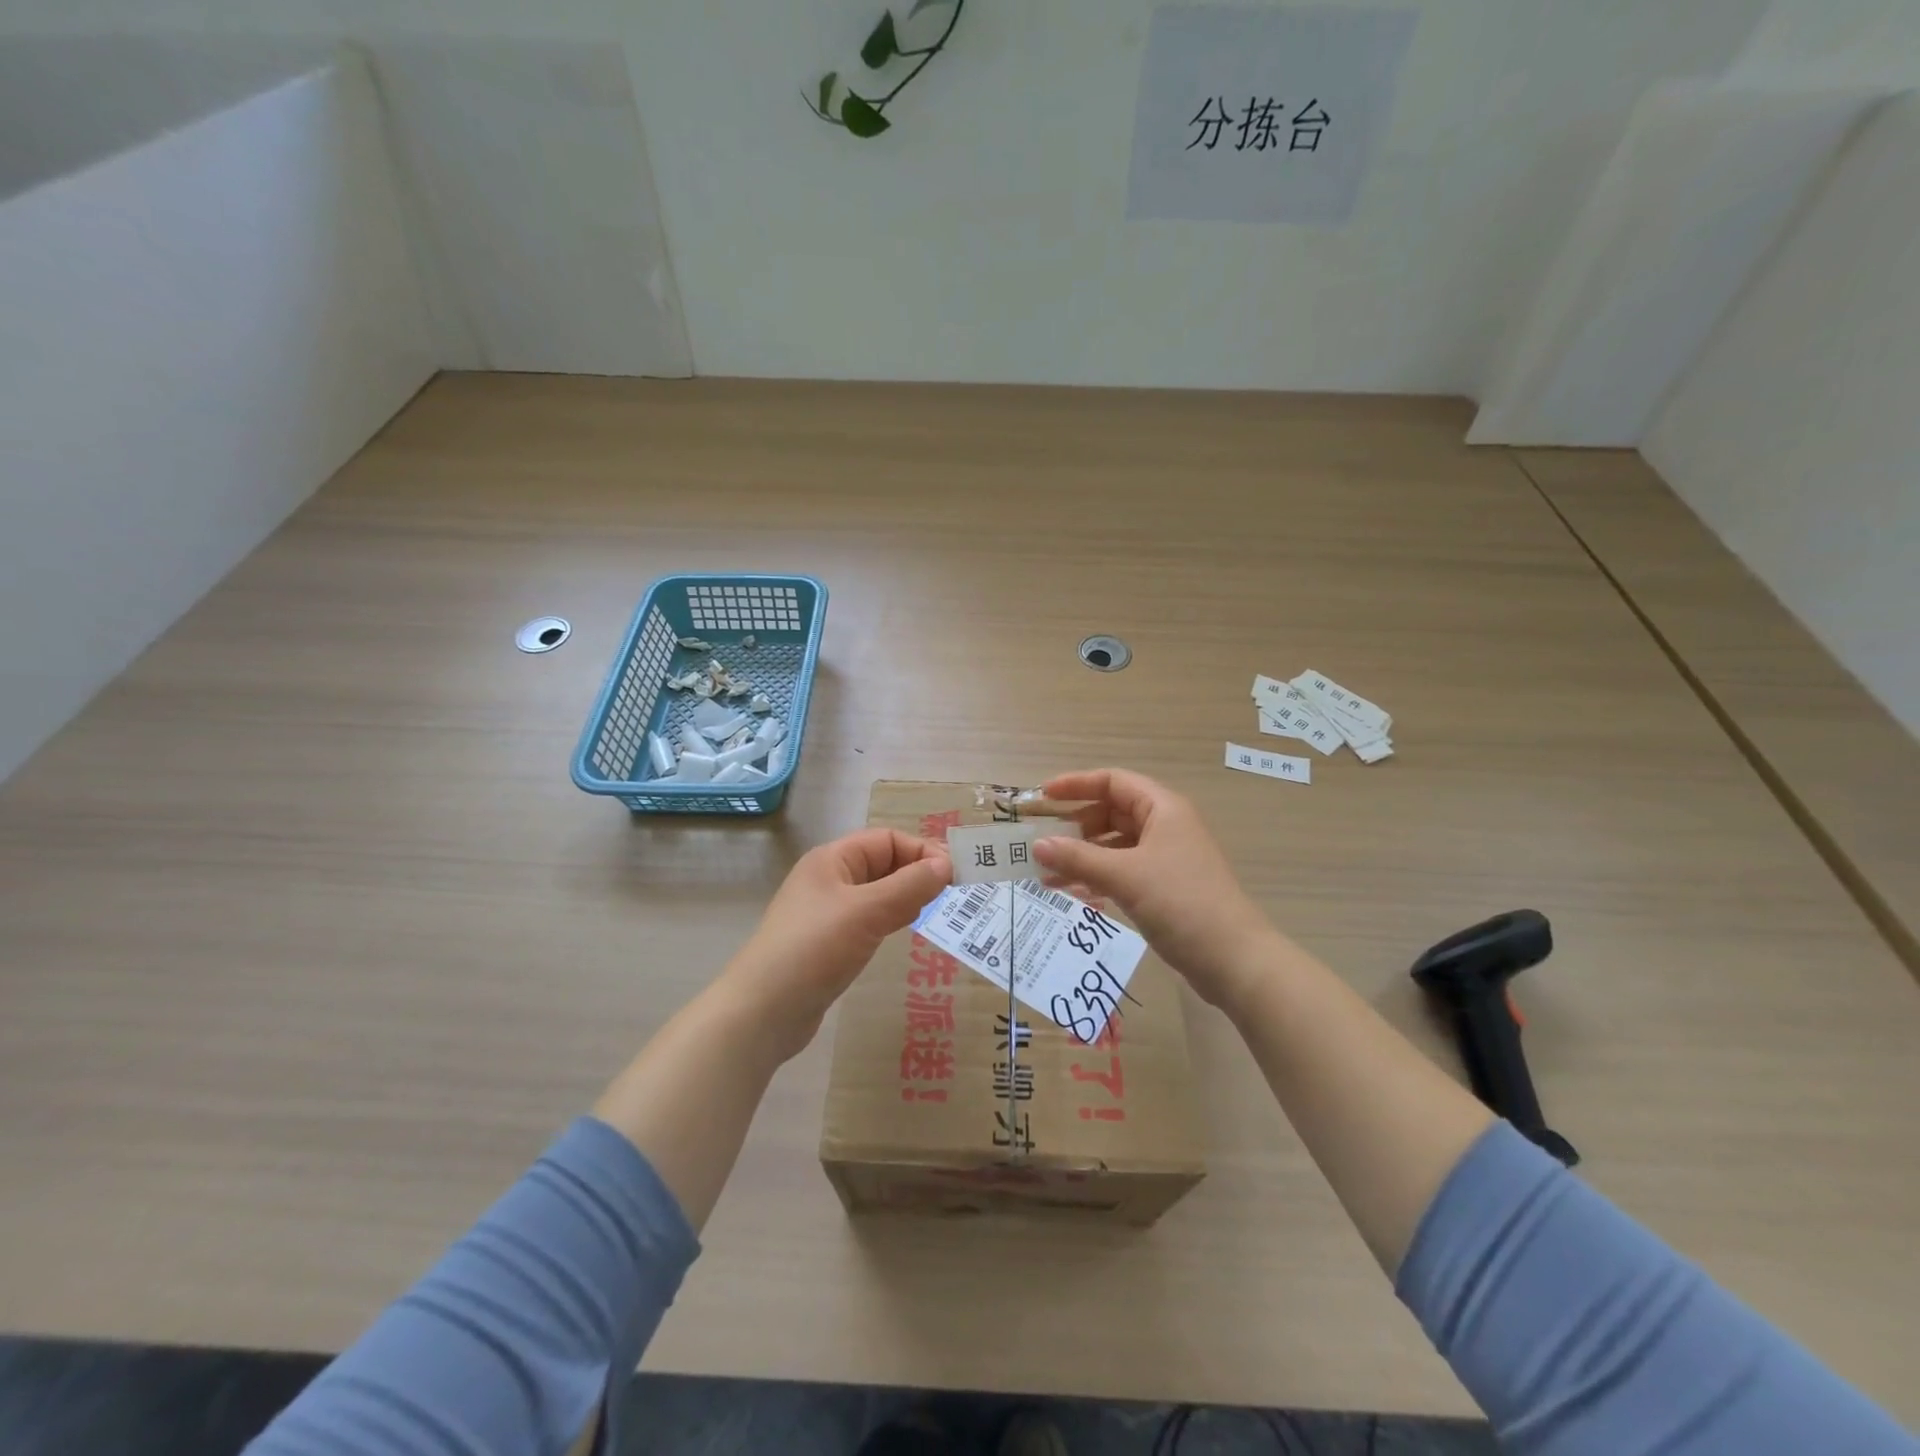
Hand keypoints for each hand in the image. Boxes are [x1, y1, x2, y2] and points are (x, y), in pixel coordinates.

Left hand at [723, 827, 951, 1059]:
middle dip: (918, 873)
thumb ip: (909, 886)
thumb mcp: (866, 912)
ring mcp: (828, 912)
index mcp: (832, 860)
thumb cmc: (814, 949)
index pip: (887, 840)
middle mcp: (830, 879)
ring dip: (908, 897)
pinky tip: (907, 931)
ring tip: (939, 910)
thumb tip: (946, 865)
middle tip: (955, 893)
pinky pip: (869, 920)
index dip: (922, 851)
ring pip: (878, 893)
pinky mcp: (830, 943)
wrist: (761, 1012)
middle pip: (883, 863)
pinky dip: (892, 919)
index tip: (955, 874)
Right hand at [1035, 768, 1277, 1008]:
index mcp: (1162, 808)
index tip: (1043, 797)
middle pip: (1111, 813)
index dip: (1076, 784)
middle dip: (1075, 827)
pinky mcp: (1165, 887)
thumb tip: (1037, 845)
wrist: (1233, 959)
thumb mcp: (1124, 876)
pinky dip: (1098, 878)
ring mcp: (1166, 858)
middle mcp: (1165, 826)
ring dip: (1082, 857)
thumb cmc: (1180, 903)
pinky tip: (1074, 895)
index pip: (1113, 782)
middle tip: (1042, 844)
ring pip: (1115, 846)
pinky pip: (1123, 871)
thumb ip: (1077, 858)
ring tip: (1047, 876)